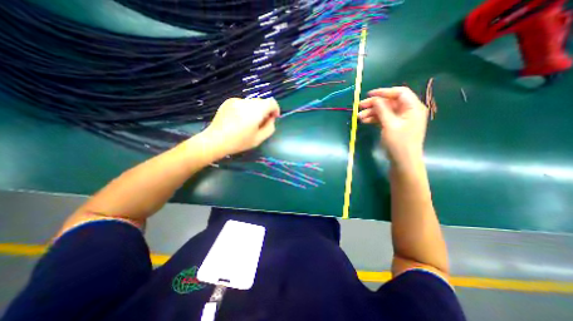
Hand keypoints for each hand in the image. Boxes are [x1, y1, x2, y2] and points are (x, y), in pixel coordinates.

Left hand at [200, 96, 281, 157]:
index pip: (271, 102)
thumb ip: (269, 127)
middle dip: (265, 111)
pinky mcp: (228, 102)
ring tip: (249, 123)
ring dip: (255, 110)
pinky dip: (245, 110)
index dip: (275, 109)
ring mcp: (236, 100)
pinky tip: (238, 120)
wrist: (215, 140)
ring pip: (252, 103)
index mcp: (256, 111)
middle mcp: (246, 102)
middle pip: (262, 102)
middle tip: (261, 123)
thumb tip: (270, 119)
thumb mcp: (259, 139)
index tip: (273, 118)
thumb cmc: (239, 142)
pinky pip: (242, 103)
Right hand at [360, 87, 426, 165]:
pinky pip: (384, 118)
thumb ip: (382, 110)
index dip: (384, 92)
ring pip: (385, 111)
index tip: (369, 95)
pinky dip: (375, 119)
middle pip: (390, 102)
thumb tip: (374, 99)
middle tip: (360, 107)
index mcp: (413, 107)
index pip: (399, 93)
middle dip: (374, 104)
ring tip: (359, 117)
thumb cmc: (399, 143)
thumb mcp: (390, 125)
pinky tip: (365, 121)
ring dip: (372, 113)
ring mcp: (402, 119)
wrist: (403, 162)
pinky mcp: (395, 126)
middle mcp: (408, 111)